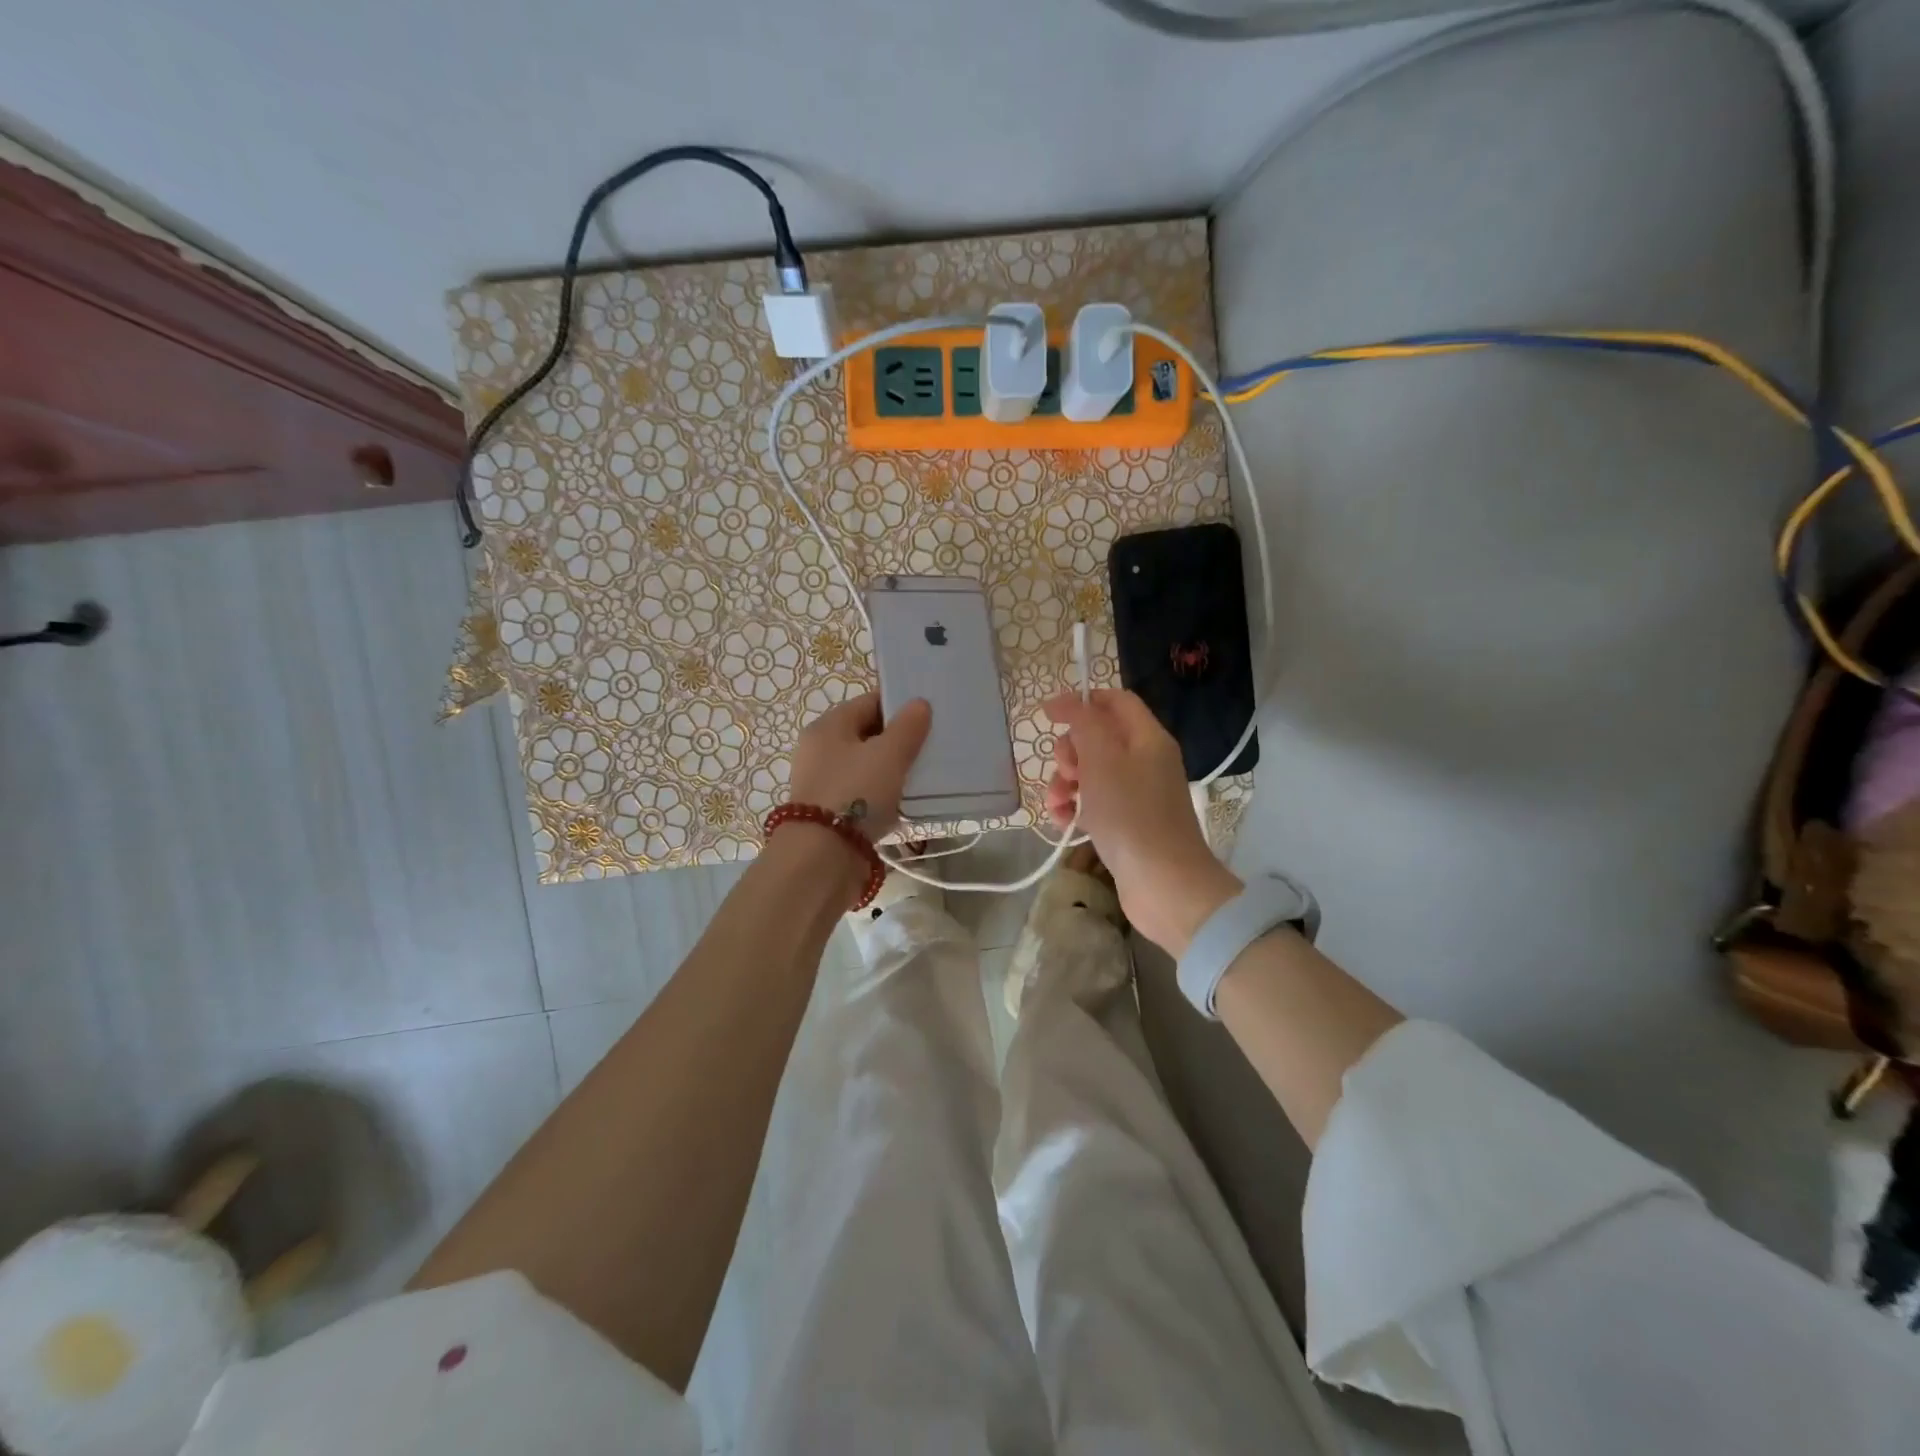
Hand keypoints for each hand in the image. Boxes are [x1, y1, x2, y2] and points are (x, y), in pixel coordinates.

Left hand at [789, 692, 931, 842]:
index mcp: (828, 727)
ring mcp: (824, 783)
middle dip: (899, 740)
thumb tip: (919, 703)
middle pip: (867, 735)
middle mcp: (820, 751)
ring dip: (893, 771)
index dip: (900, 705)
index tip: (930, 716)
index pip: (869, 703)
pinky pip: (864, 795)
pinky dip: (884, 796)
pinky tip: (906, 804)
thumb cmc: (856, 794)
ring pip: (867, 767)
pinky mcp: (831, 814)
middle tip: (932, 746)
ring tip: (925, 776)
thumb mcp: (888, 754)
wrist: (822, 858)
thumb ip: (907, 727)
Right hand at [1042, 689, 1241, 955]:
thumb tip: (1066, 700)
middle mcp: (1145, 761)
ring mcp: (1137, 795)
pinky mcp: (1127, 824)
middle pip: (1098, 738)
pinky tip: (1062, 821)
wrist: (1163, 884)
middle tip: (1065, 771)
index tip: (1048, 715)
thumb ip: (1083, 723)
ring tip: (1056, 804)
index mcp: (1147, 738)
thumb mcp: (1102, 759)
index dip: (1081, 701)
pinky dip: (1075, 808)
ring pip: (1091, 773)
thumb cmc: (1130, 815)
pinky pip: (1094, 803)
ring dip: (1065, 783)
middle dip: (1070, 751)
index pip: (1115, 701)